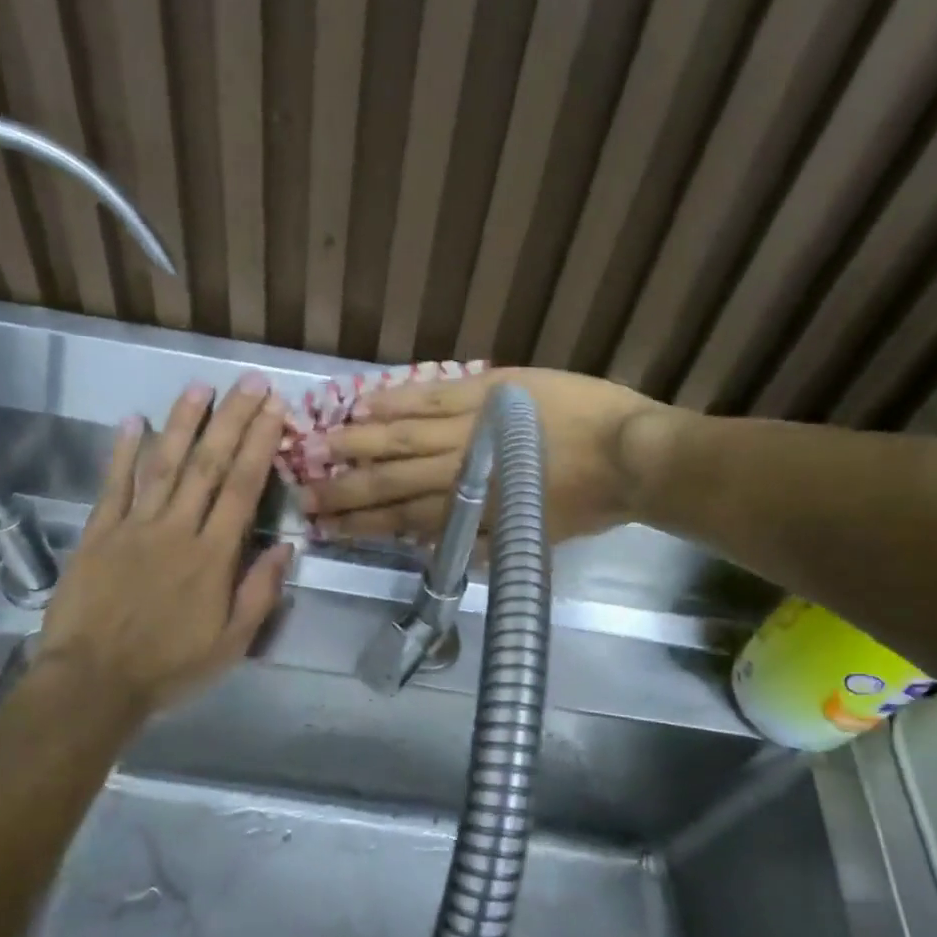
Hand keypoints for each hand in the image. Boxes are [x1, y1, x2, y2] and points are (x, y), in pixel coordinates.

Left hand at [34, 374, 293, 718]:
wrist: (91, 683)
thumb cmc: (169, 666)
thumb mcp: (231, 643)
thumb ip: (259, 592)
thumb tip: (286, 547)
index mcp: (212, 556)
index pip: (241, 488)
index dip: (260, 445)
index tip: (275, 410)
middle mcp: (176, 529)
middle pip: (207, 464)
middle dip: (232, 420)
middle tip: (250, 383)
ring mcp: (133, 527)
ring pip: (163, 464)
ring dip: (182, 422)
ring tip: (200, 387)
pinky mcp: (98, 533)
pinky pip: (113, 485)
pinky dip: (121, 452)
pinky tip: (131, 420)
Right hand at [300, 367, 658, 542]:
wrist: (632, 454)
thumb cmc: (589, 503)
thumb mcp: (535, 537)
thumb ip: (483, 541)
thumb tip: (434, 544)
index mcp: (473, 511)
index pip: (404, 521)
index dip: (363, 526)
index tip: (327, 529)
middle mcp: (461, 471)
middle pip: (392, 482)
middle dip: (346, 491)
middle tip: (305, 494)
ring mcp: (471, 426)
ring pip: (402, 437)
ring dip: (358, 446)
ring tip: (317, 449)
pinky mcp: (488, 392)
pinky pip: (432, 395)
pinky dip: (396, 400)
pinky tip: (364, 405)